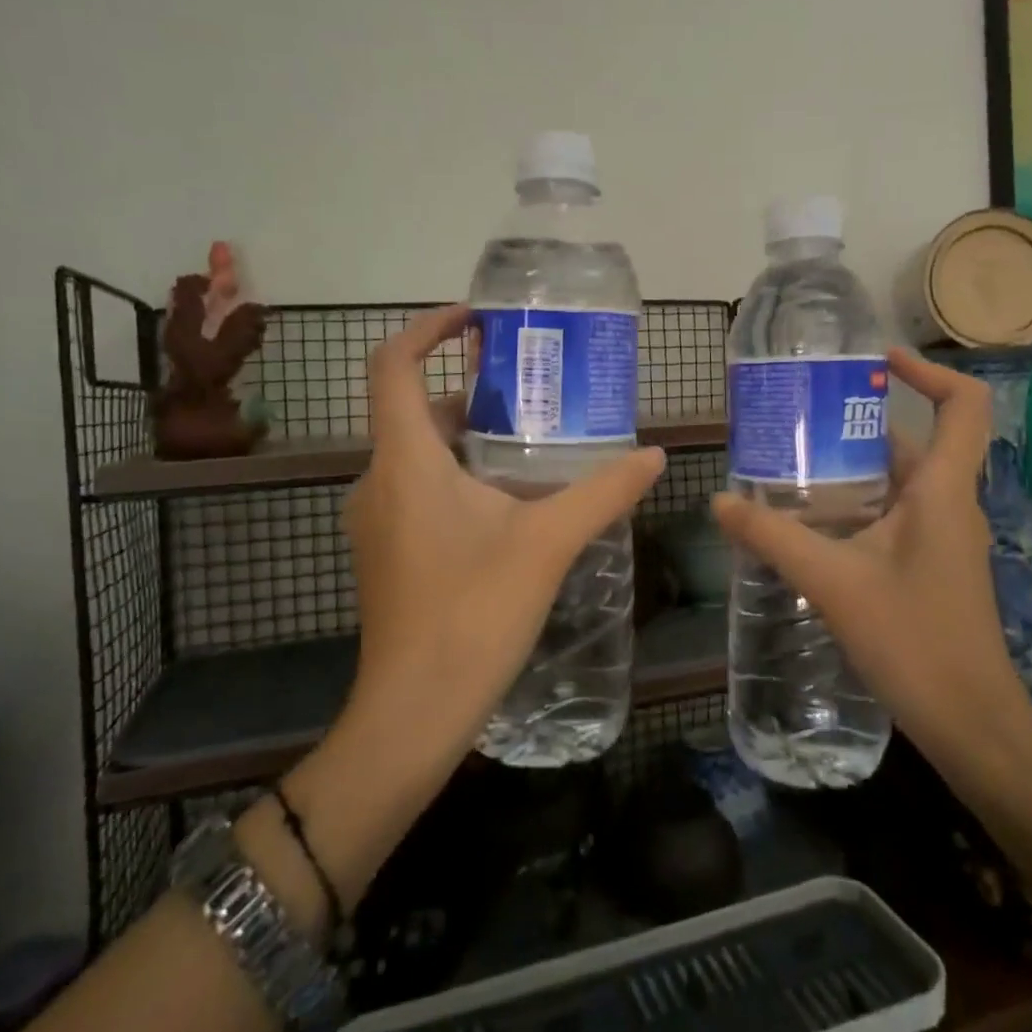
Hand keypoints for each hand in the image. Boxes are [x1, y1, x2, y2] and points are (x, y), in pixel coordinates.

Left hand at [342, 304, 664, 777]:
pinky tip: (510, 504)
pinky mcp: (387, 552)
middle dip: (470, 391)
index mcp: (406, 462)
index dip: (427, 330)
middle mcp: (379, 481)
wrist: (414, 711)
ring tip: (533, 443)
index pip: (392, 367)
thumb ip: (602, 492)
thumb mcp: (547, 543)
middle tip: (531, 390)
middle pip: (416, 411)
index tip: (474, 320)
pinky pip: (418, 491)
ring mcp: (377, 520)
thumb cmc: (473, 614)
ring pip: (419, 455)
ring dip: (469, 439)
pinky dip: (458, 477)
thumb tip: (654, 454)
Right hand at [711, 347, 1031, 764]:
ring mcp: (945, 538)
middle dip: (861, 423)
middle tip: (801, 417)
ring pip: (902, 482)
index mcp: (943, 491)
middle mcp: (951, 504)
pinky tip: (814, 523)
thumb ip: (774, 538)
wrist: (971, 723)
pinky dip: (860, 504)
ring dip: (855, 467)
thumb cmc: (914, 641)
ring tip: (794, 464)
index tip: (878, 361)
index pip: (962, 405)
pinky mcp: (933, 566)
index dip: (928, 371)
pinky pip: (898, 515)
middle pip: (917, 440)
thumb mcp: (834, 582)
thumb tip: (721, 501)